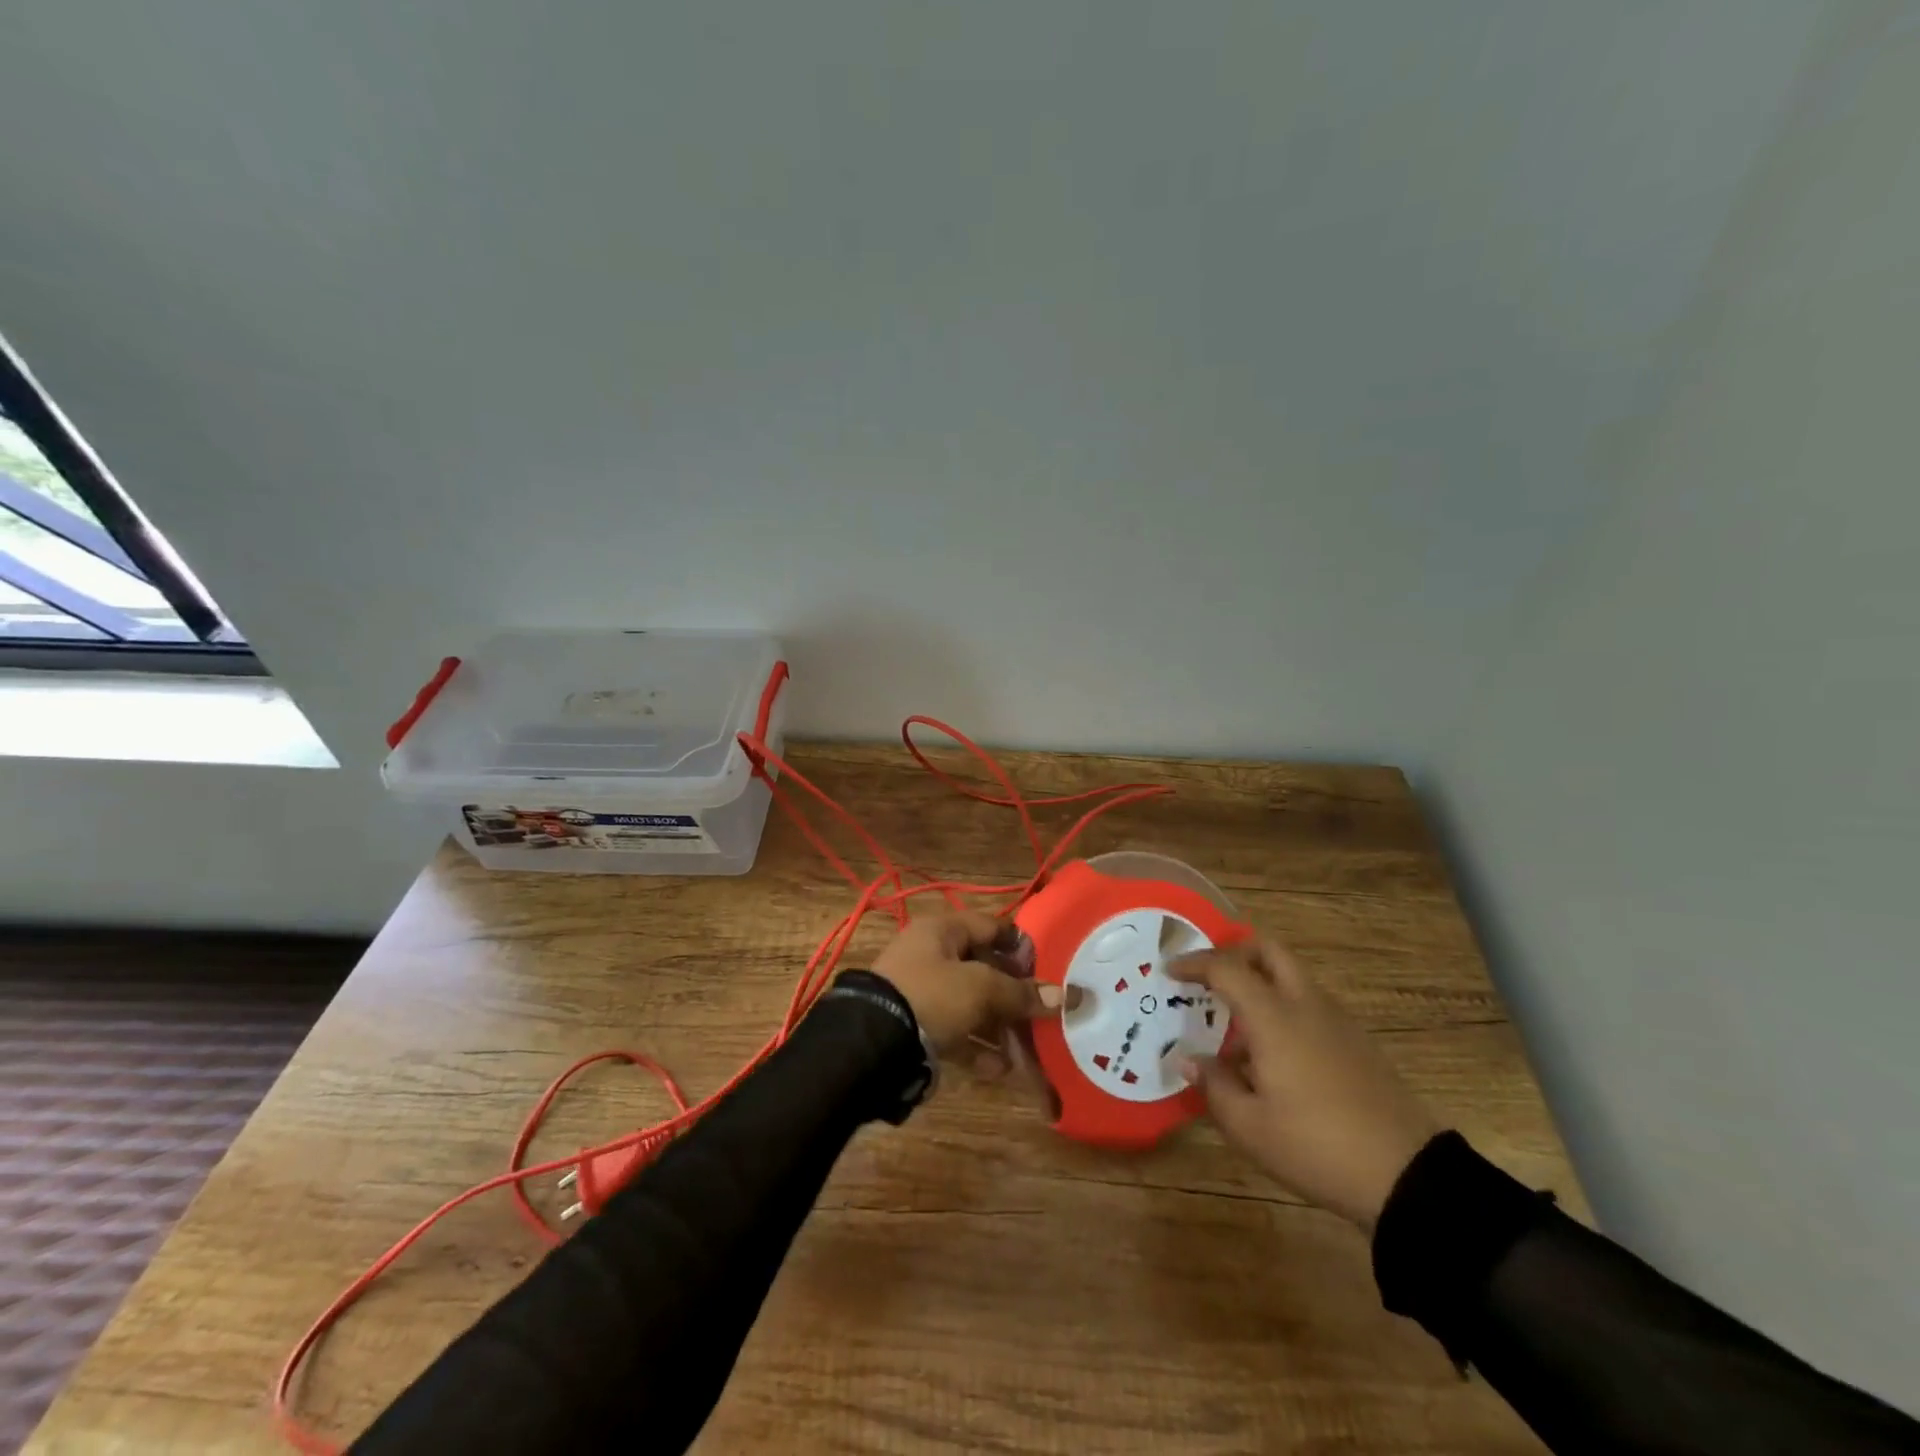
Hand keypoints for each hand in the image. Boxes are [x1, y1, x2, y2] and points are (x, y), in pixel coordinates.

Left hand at [871, 910, 1059, 1066]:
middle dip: (1013, 994)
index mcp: (941, 931)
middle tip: (1042, 1014)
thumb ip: (1021, 993)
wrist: (873, 1044)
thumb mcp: (981, 989)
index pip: (989, 926)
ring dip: (998, 1026)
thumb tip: (1066, 996)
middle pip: (982, 968)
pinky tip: (998, 1070)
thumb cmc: (932, 996)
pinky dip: (976, 1048)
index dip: (1019, 943)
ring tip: (1025, 1051)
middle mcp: (929, 956)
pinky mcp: (915, 1027)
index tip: (1048, 966)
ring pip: (970, 1004)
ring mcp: (920, 992)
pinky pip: (954, 1033)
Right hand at [1167, 940, 1439, 1228]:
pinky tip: (1273, 1054)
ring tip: (1235, 1025)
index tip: (1169, 971)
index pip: (1226, 968)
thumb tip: (1189, 1059)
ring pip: (1292, 976)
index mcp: (1274, 1017)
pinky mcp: (1358, 1042)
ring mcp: (1337, 1021)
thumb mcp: (1249, 1127)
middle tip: (1209, 975)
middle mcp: (1305, 1005)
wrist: (1407, 1176)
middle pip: (1268, 951)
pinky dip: (1283, 1007)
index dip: (1194, 964)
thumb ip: (1213, 1086)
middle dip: (1234, 952)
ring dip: (1260, 982)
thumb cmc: (1316, 1146)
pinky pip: (1310, 1004)